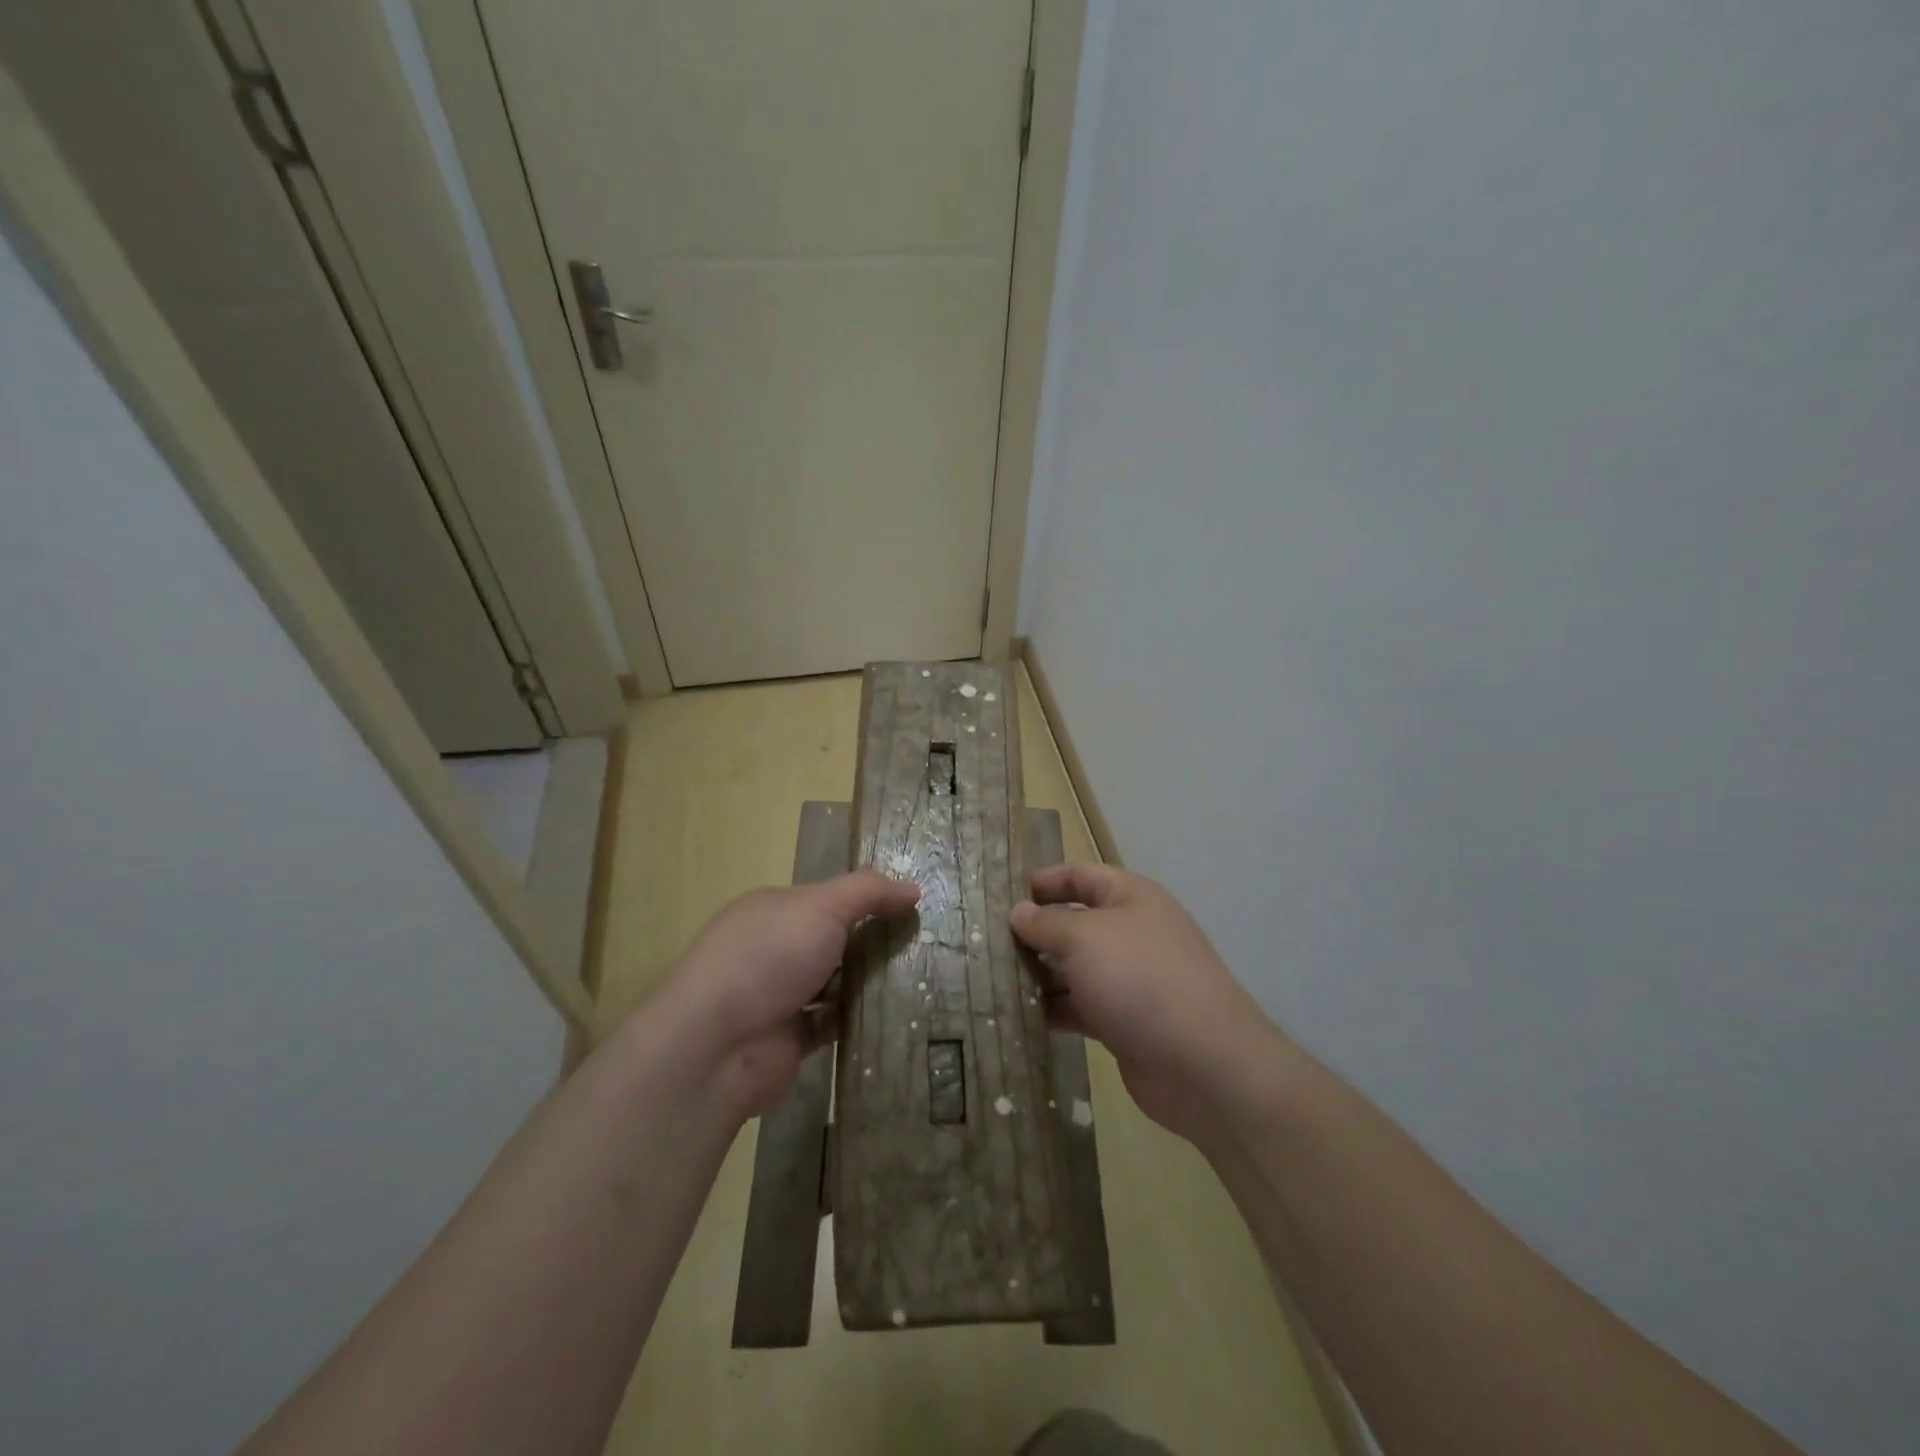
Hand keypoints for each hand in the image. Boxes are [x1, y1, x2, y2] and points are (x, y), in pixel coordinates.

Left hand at [641, 870, 919, 1120]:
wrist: (717, 1046)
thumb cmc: (768, 958)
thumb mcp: (822, 906)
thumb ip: (869, 892)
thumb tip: (913, 888)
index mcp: (774, 910)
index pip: (827, 899)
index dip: (867, 901)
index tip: (911, 909)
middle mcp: (773, 949)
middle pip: (833, 941)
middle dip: (872, 944)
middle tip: (925, 947)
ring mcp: (778, 996)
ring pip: (835, 984)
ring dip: (867, 984)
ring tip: (919, 979)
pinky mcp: (788, 1039)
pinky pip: (832, 1024)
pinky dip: (856, 1020)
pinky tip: (893, 1016)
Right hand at [1010, 864, 1293, 1145]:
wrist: (1202, 1063)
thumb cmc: (1140, 979)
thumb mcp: (1085, 938)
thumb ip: (1046, 924)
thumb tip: (1018, 913)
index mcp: (1131, 897)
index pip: (1080, 876)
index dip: (1043, 881)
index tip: (1001, 895)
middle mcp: (1132, 933)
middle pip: (1074, 923)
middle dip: (1034, 932)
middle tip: (985, 941)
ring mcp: (1130, 980)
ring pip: (1074, 968)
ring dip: (1039, 973)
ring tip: (991, 979)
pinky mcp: (1124, 1022)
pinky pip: (1080, 1006)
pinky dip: (1053, 1009)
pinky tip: (1017, 1015)